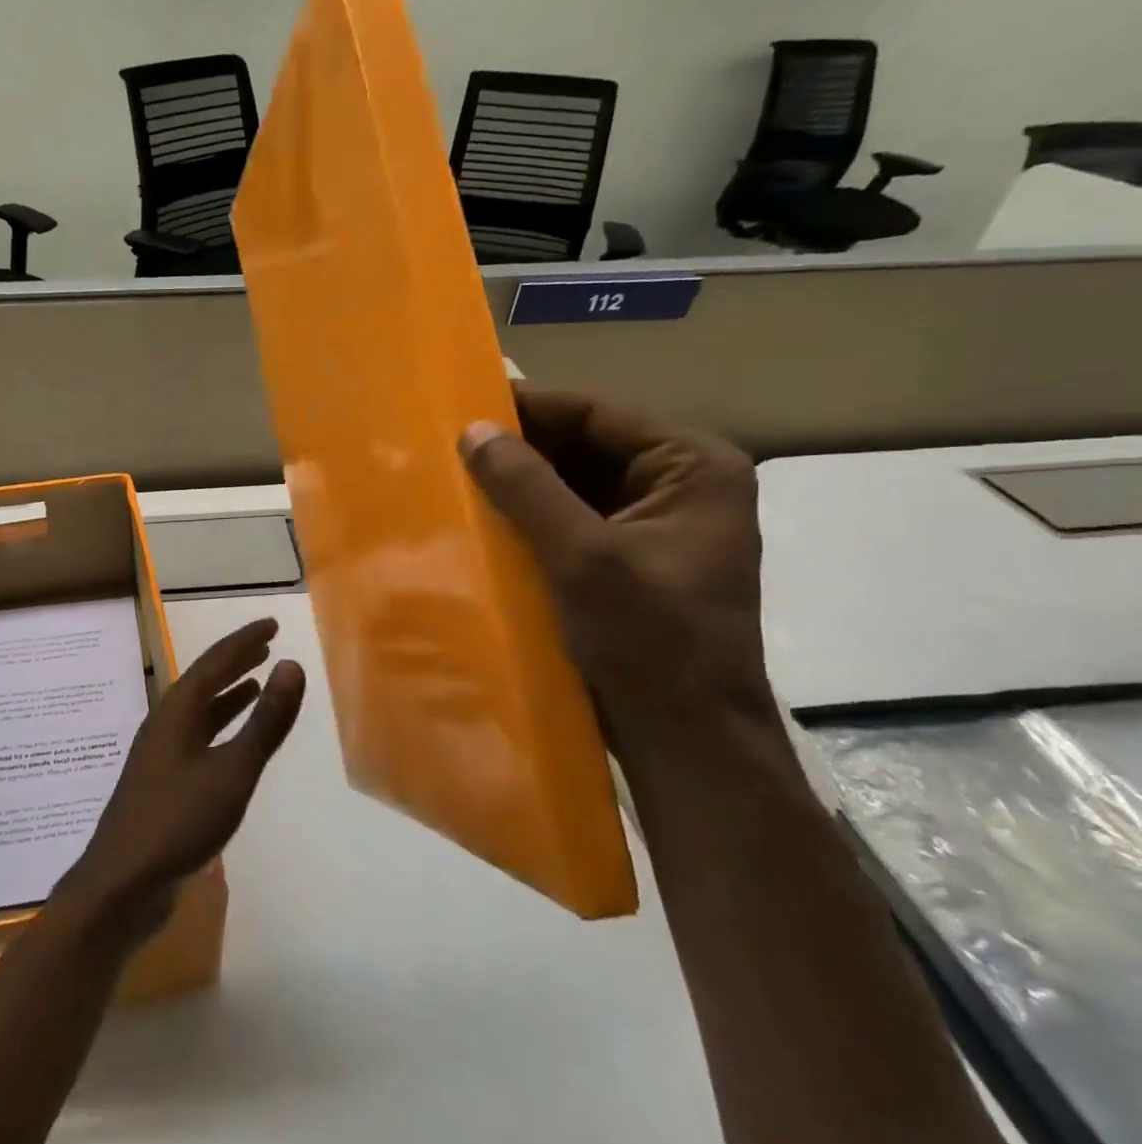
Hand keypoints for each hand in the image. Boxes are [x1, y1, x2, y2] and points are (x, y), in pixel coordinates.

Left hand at [61, 619, 304, 926]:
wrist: (121, 883)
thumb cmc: (179, 821)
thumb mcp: (232, 771)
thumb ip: (265, 721)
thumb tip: (292, 666)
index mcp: (178, 711)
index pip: (216, 661)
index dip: (245, 640)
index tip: (272, 624)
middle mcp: (165, 722)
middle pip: (204, 680)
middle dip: (235, 660)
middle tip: (266, 644)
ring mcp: (160, 752)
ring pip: (199, 709)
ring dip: (228, 693)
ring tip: (256, 682)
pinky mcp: (161, 780)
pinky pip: (197, 736)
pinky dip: (219, 725)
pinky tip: (232, 740)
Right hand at [458, 384, 773, 756]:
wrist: (685, 739)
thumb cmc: (647, 639)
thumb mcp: (582, 555)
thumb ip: (526, 486)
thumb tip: (472, 428)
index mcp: (692, 466)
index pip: (598, 413)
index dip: (529, 406)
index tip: (463, 404)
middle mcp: (679, 483)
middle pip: (586, 444)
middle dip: (520, 447)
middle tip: (450, 444)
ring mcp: (655, 522)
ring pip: (574, 481)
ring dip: (520, 481)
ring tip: (457, 475)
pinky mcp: (629, 556)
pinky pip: (572, 517)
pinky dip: (530, 515)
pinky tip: (484, 518)